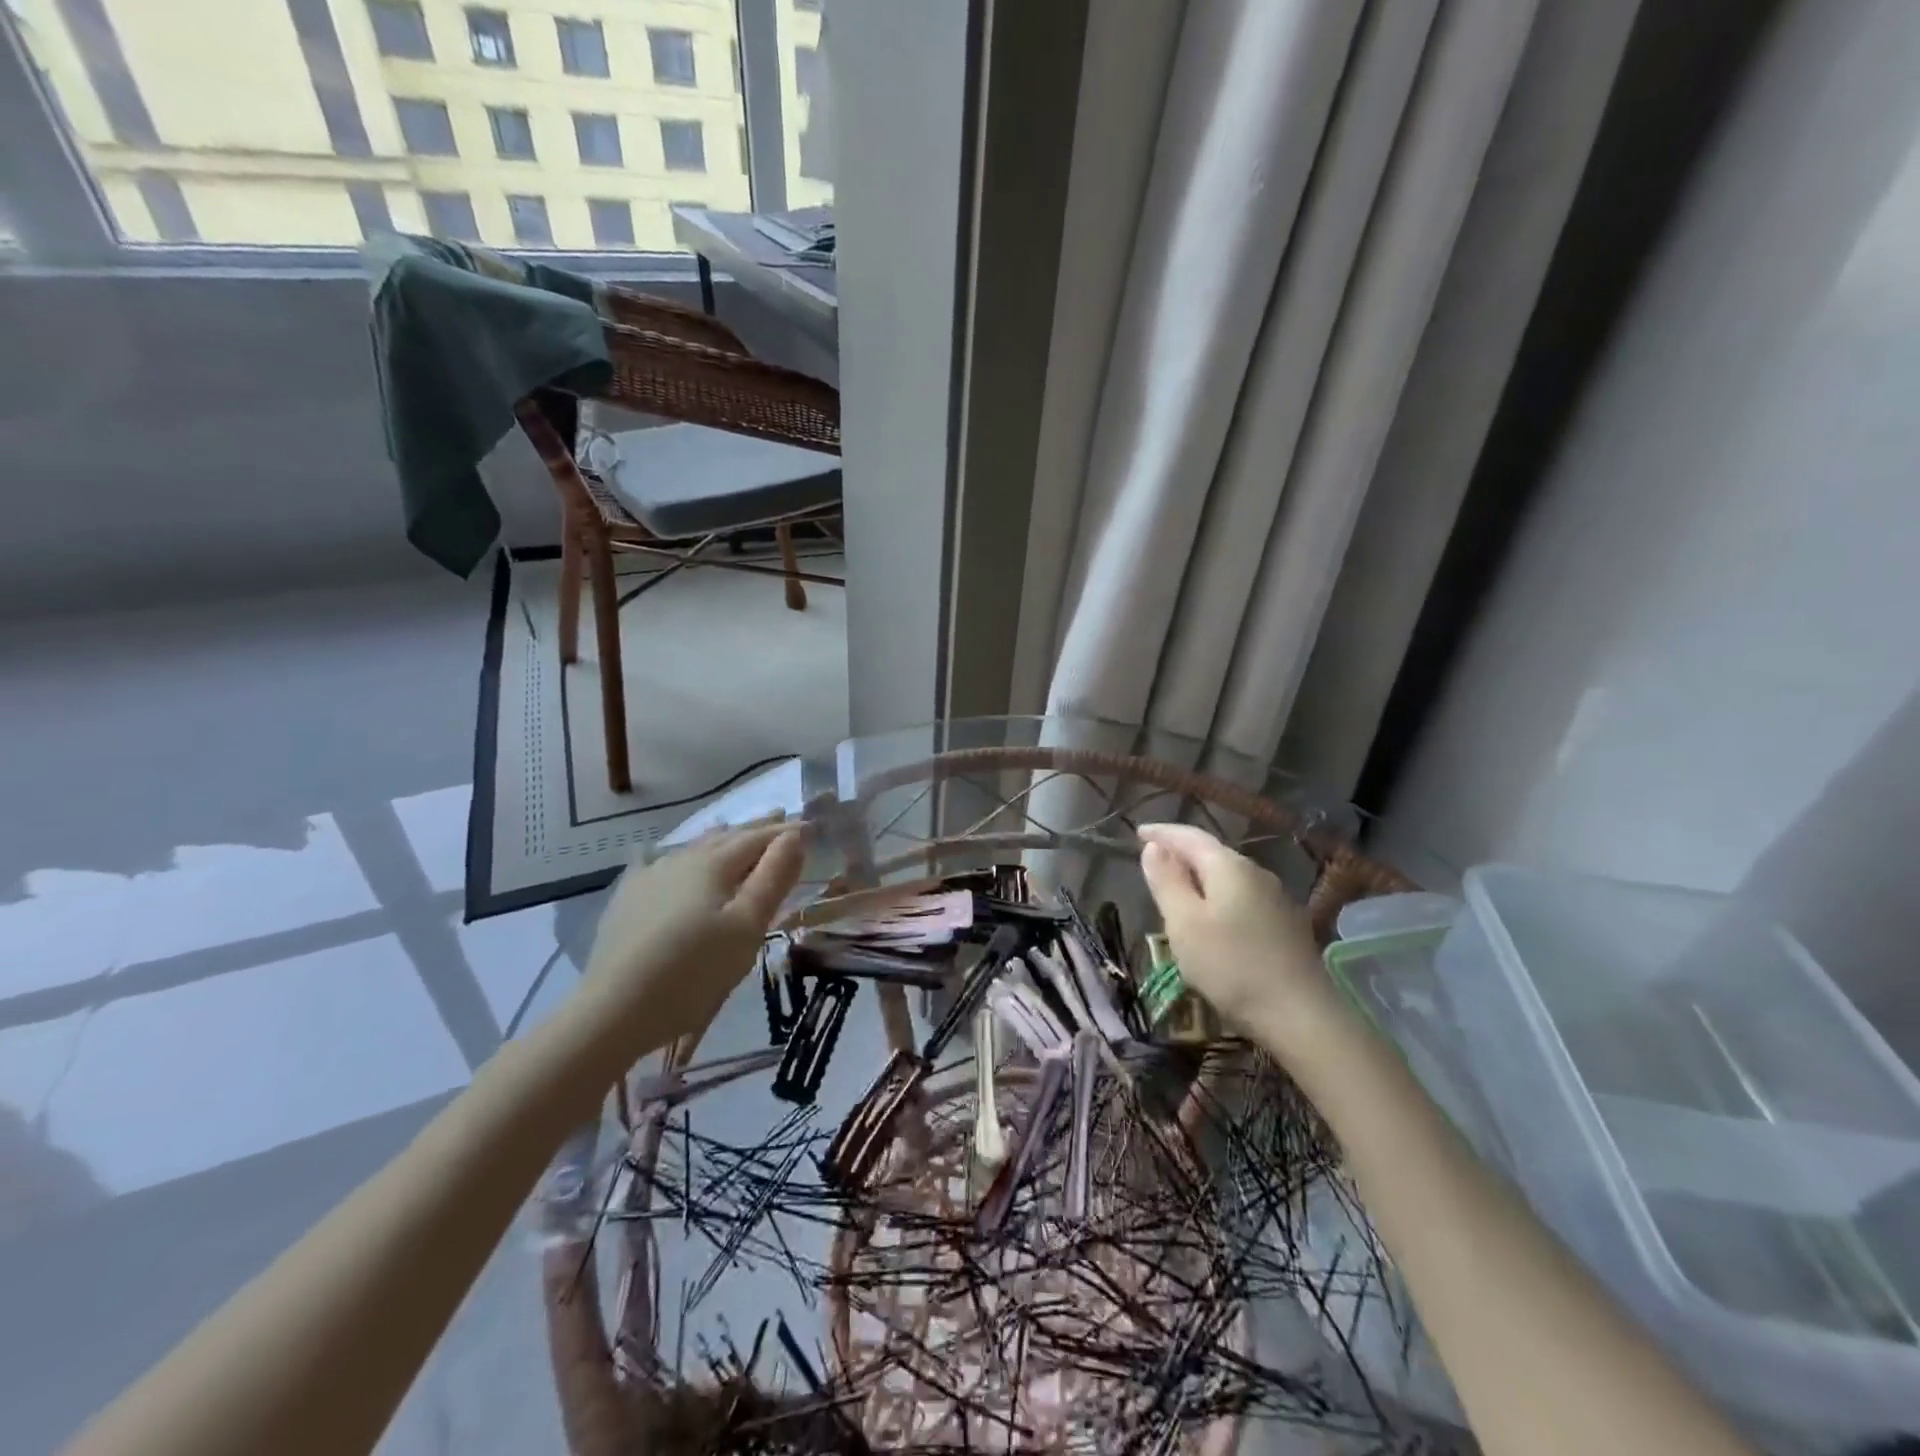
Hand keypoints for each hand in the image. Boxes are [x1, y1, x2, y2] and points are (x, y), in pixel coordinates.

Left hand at [569, 824, 804, 1060]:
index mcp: (715, 863)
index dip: (786, 831)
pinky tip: (668, 857)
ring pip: (694, 847)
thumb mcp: (747, 926)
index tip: (810, 827)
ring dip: (721, 839)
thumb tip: (795, 835)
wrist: (614, 1010)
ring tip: (734, 832)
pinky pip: (660, 864)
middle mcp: (682, 858)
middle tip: (779, 817)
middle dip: (756, 828)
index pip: (759, 837)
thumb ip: (774, 877)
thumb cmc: (694, 971)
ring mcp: (650, 876)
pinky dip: (681, 857)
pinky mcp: (628, 899)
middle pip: (727, 836)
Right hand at [1137, 822, 1346, 1056]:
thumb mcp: (1184, 923)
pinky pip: (1243, 897)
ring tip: (1177, 887)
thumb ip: (1167, 882)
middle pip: (1212, 853)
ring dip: (1200, 876)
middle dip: (1181, 852)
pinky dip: (1219, 896)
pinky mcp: (1286, 925)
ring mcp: (1276, 899)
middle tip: (1153, 859)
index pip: (1190, 836)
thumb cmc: (1231, 966)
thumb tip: (1154, 847)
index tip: (1137, 831)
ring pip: (1229, 876)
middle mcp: (1257, 873)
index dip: (1162, 833)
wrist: (1301, 1016)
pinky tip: (1212, 915)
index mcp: (1230, 866)